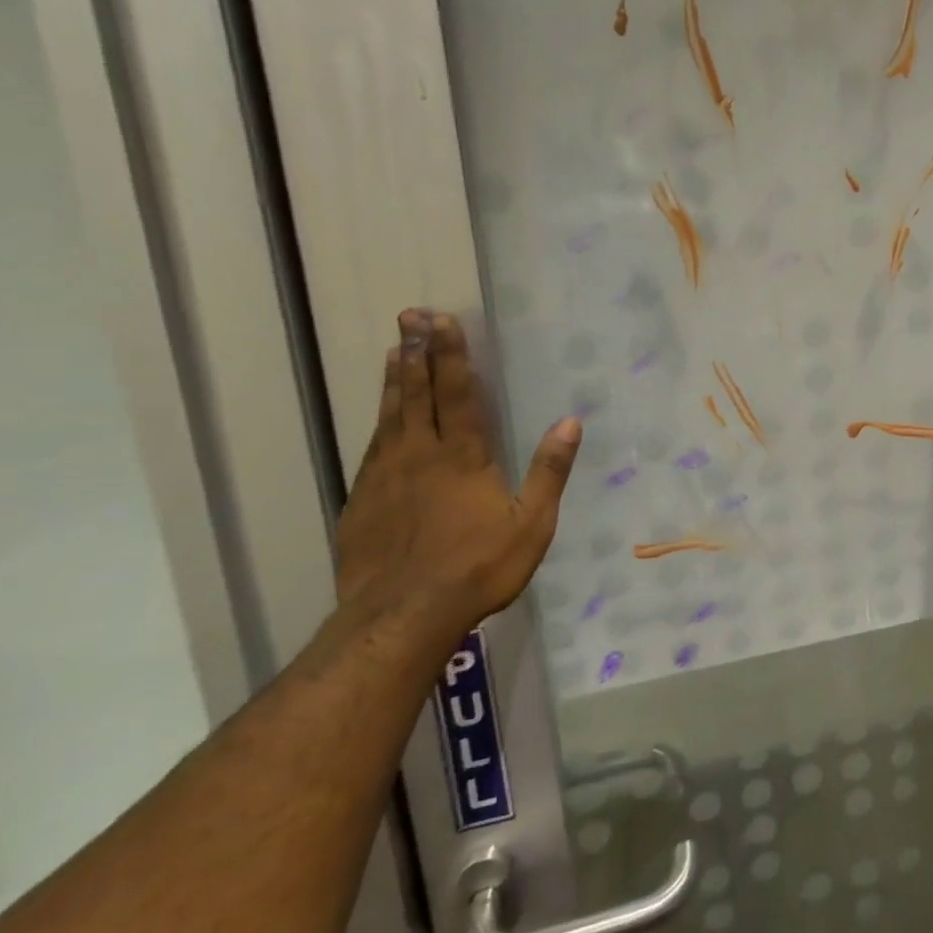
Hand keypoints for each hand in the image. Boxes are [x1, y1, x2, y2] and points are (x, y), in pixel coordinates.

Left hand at [334, 310, 580, 643]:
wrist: (401, 615)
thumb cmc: (477, 567)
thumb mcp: (531, 523)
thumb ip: (549, 470)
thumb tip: (571, 421)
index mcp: (463, 456)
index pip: (458, 393)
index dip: (452, 355)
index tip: (442, 320)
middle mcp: (419, 454)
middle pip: (418, 393)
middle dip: (417, 353)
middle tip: (410, 317)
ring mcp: (385, 475)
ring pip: (390, 415)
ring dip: (396, 379)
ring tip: (395, 350)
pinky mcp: (362, 499)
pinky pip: (372, 446)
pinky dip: (379, 420)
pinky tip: (382, 417)